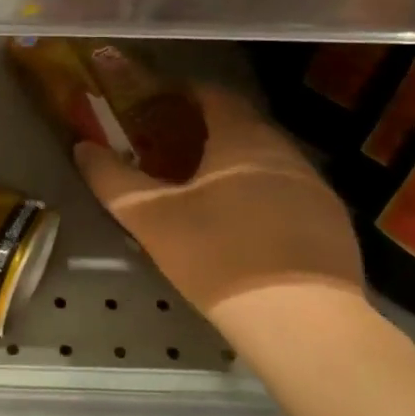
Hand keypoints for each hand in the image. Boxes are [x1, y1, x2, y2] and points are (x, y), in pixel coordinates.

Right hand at [75, 82, 363, 330]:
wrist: (300, 321)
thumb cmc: (217, 255)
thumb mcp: (150, 218)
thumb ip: (112, 179)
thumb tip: (82, 148)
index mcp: (242, 139)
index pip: (213, 95)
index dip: (182, 94)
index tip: (154, 105)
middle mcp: (283, 152)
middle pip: (240, 125)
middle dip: (203, 130)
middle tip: (169, 150)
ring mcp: (315, 187)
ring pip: (265, 160)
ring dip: (232, 163)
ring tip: (201, 189)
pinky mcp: (332, 223)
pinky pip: (287, 191)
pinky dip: (258, 193)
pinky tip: (242, 227)